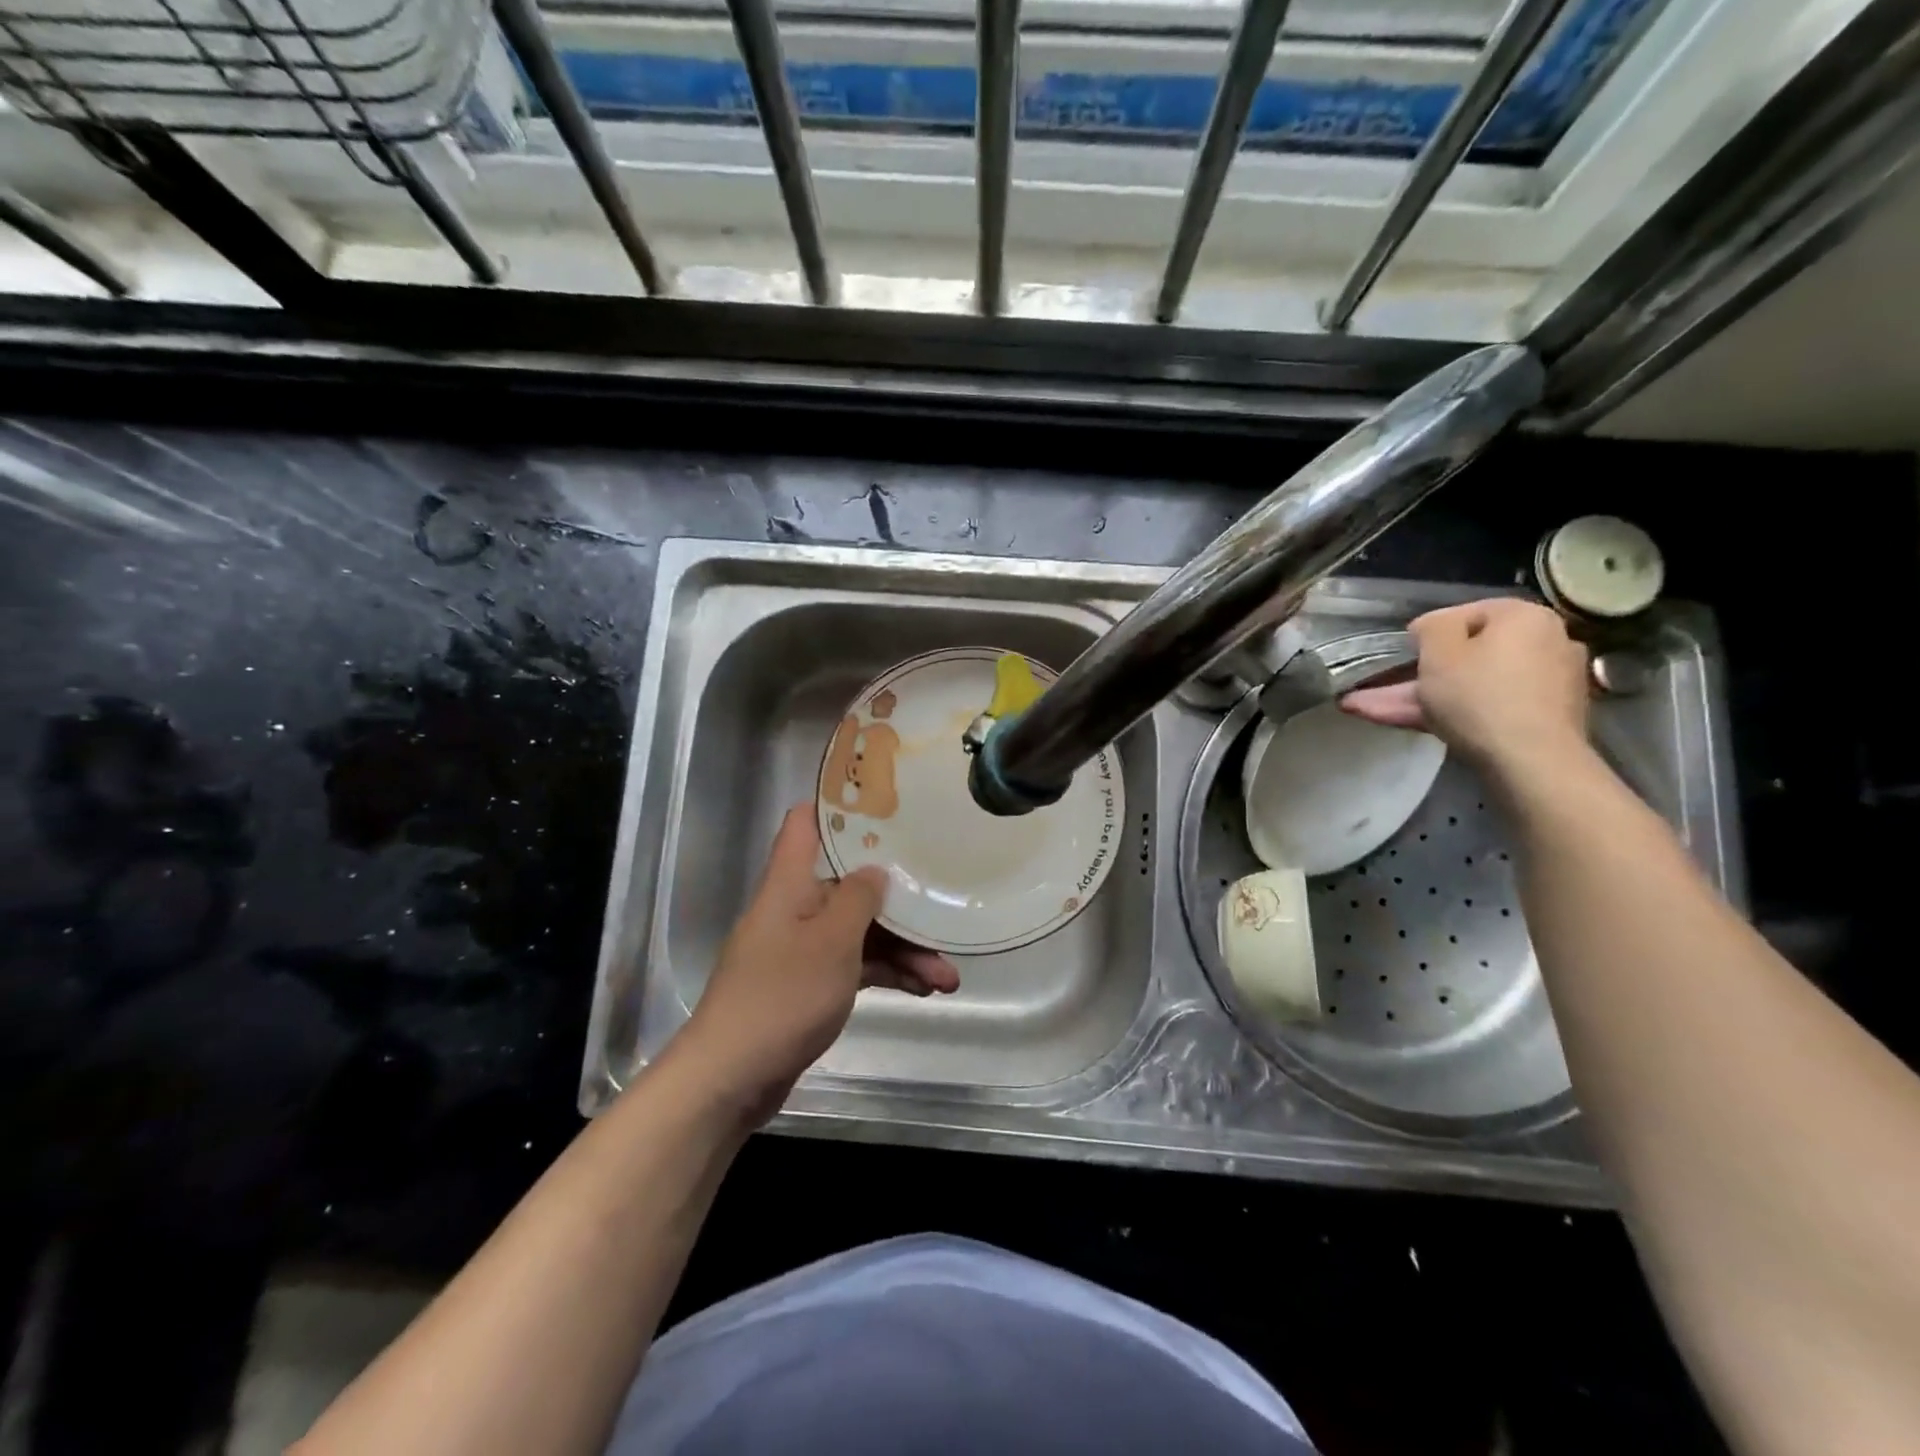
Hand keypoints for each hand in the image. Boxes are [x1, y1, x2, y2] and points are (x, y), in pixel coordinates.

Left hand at [674, 805, 959, 1124]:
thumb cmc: (782, 996)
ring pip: (859, 932)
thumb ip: (859, 898)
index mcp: (790, 883)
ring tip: (947, 978)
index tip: (885, 802)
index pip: (805, 823)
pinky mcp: (808, 986)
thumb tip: (875, 870)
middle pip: (850, 886)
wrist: (731, 1078)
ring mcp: (801, 949)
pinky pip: (854, 966)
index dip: (839, 806)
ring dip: (903, 950)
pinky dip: (886, 975)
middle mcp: (795, 908)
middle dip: (899, 902)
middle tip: (944, 914)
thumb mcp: (832, 941)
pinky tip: (923, 991)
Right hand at [1339, 599, 1590, 777]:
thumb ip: (1431, 626)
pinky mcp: (1543, 717)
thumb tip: (1432, 627)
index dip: (1425, 634)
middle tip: (1378, 688)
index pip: (1465, 614)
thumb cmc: (1478, 694)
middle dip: (1417, 674)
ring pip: (1472, 684)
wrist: (1531, 760)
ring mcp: (1547, 682)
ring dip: (1423, 697)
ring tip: (1371, 710)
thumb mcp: (1438, 650)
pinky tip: (1417, 723)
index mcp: (1524, 616)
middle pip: (1468, 655)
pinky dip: (1454, 712)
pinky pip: (1490, 705)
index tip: (1400, 656)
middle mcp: (1545, 640)